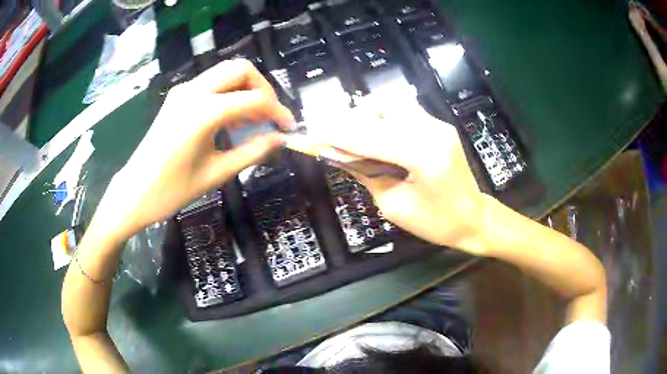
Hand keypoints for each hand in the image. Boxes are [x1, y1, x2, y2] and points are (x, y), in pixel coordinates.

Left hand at [94, 59, 294, 241]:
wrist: (134, 192)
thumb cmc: (172, 190)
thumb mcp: (216, 174)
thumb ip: (252, 152)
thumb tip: (280, 140)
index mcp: (203, 112)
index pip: (254, 100)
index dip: (278, 112)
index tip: (289, 128)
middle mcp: (194, 91)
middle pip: (241, 69)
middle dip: (263, 88)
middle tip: (270, 116)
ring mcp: (183, 91)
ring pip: (226, 72)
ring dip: (246, 89)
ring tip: (251, 120)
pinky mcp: (177, 96)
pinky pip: (211, 83)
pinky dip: (228, 93)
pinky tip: (229, 119)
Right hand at [316, 103, 485, 253]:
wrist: (473, 217)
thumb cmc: (436, 222)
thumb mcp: (394, 206)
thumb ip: (366, 174)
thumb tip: (339, 153)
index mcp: (423, 156)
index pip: (370, 137)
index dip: (337, 134)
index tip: (311, 131)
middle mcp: (432, 130)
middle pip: (379, 112)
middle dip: (347, 120)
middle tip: (326, 131)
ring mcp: (437, 124)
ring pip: (391, 104)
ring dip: (365, 114)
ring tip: (350, 132)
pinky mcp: (438, 124)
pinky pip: (403, 110)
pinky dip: (381, 115)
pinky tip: (373, 130)